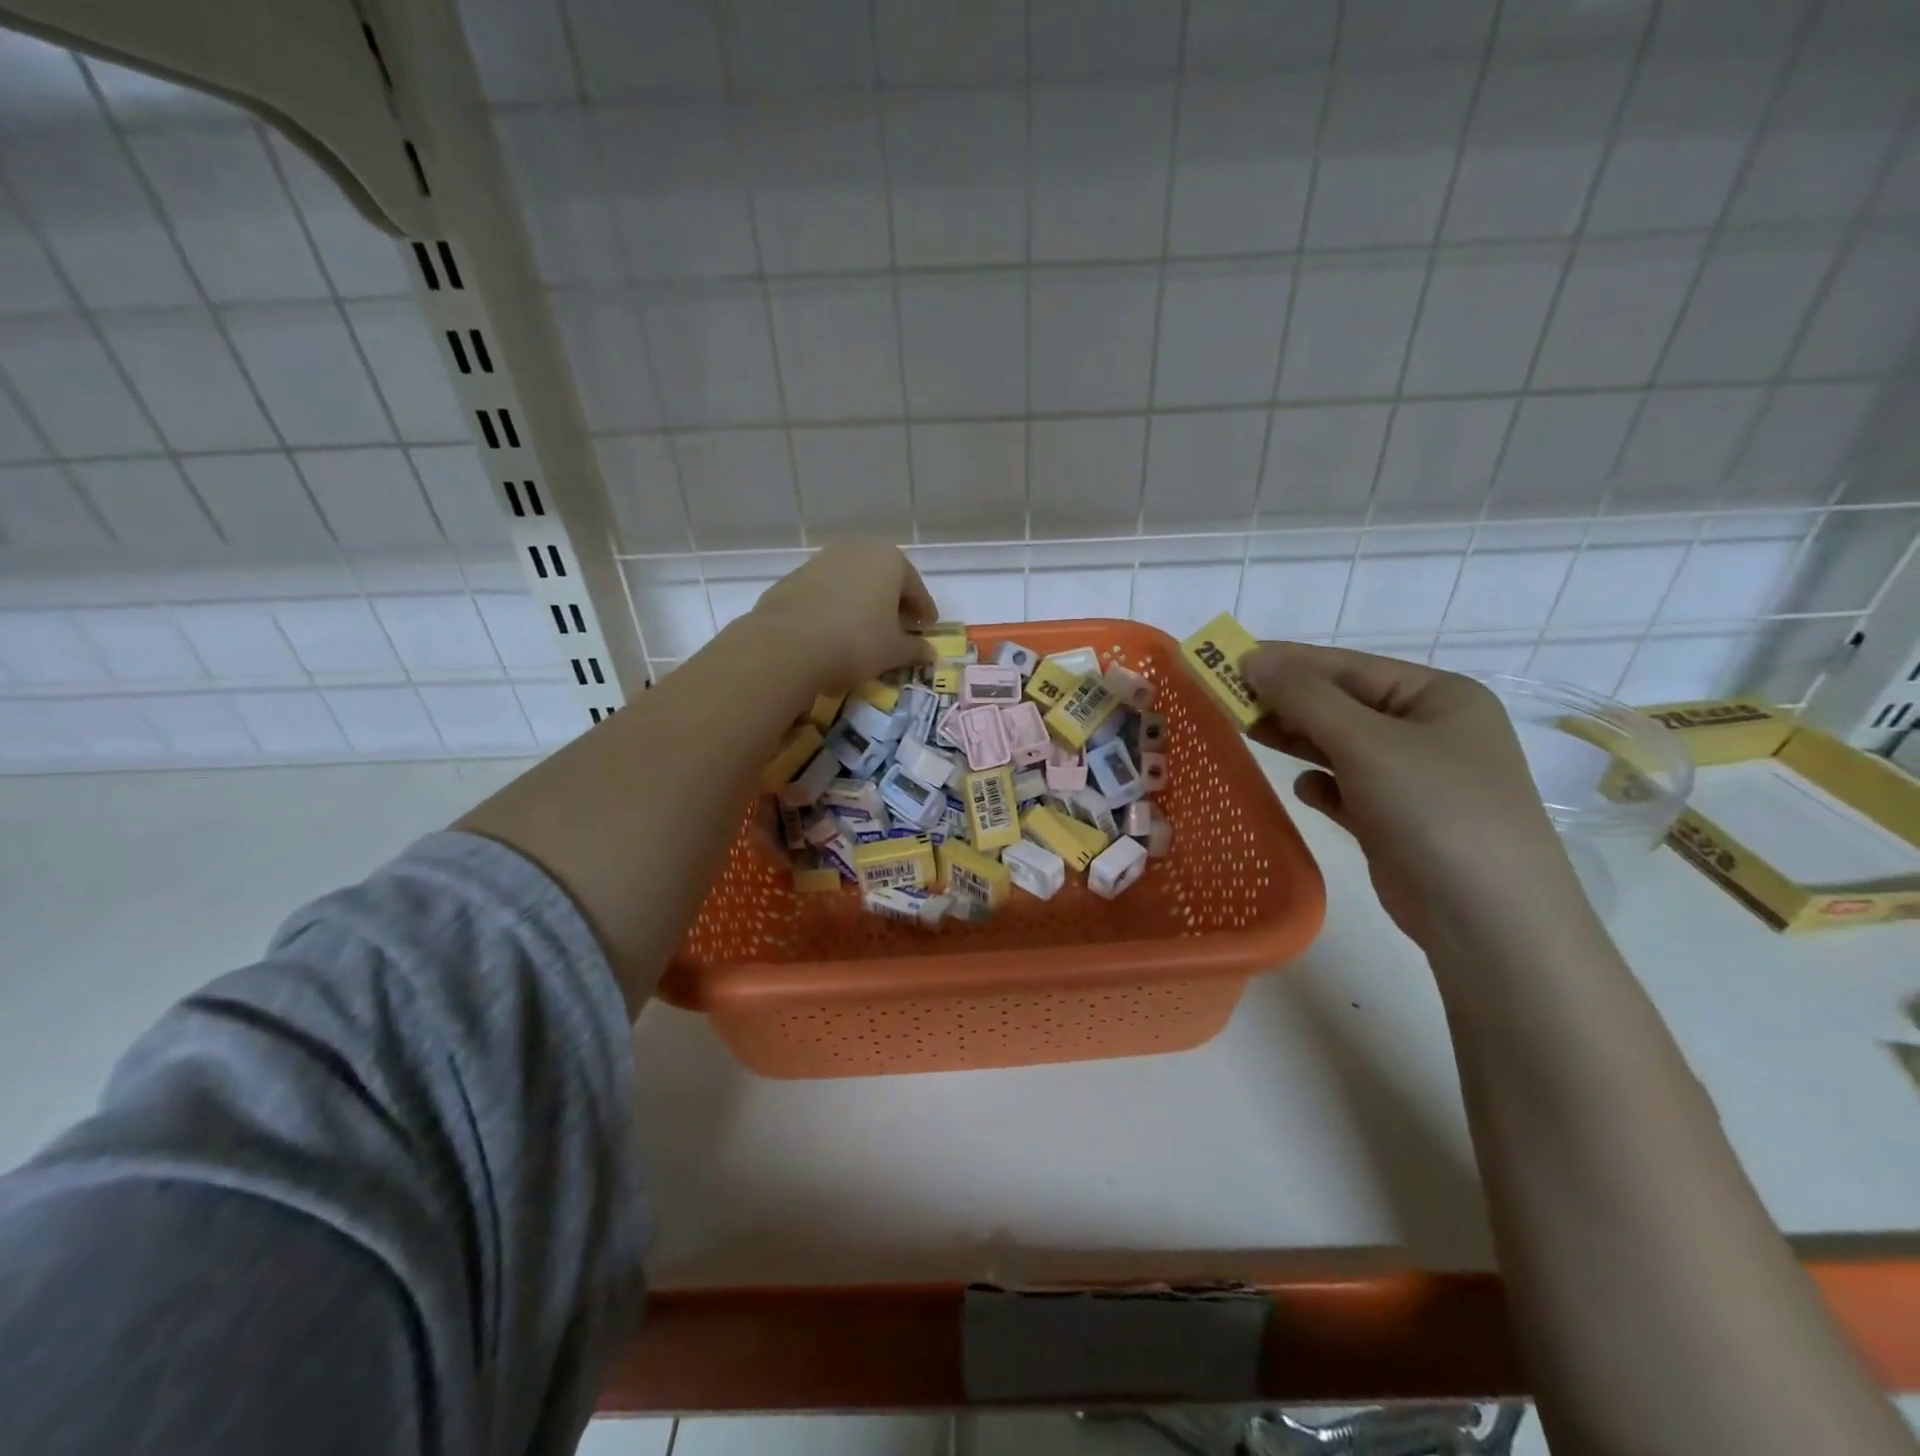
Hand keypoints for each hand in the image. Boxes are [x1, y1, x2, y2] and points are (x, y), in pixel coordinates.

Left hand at [750, 540, 938, 690]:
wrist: (788, 644)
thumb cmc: (856, 642)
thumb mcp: (893, 651)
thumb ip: (914, 649)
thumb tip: (929, 652)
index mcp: (889, 560)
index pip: (915, 587)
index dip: (924, 610)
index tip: (928, 627)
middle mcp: (857, 550)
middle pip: (884, 578)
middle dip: (893, 601)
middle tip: (900, 626)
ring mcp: (822, 560)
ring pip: (853, 581)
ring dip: (863, 602)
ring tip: (866, 629)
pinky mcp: (794, 577)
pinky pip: (827, 591)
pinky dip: (836, 606)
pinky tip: (835, 629)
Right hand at [1240, 642, 1582, 945]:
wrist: (1489, 919)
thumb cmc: (1434, 809)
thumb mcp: (1366, 742)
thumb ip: (1305, 697)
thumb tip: (1252, 657)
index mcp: (1439, 696)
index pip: (1349, 666)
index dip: (1288, 661)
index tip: (1229, 659)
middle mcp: (1430, 731)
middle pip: (1343, 704)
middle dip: (1288, 702)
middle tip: (1227, 699)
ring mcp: (1415, 779)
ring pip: (1341, 746)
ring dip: (1298, 739)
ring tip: (1248, 732)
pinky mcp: (1397, 820)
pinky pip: (1348, 789)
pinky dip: (1323, 785)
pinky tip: (1305, 789)